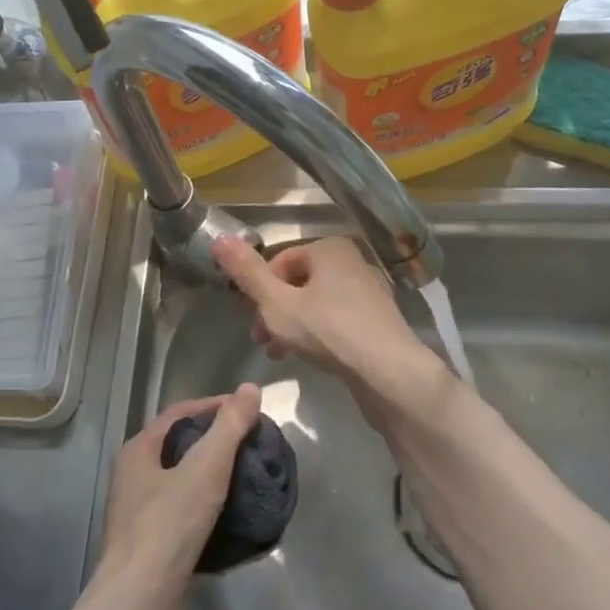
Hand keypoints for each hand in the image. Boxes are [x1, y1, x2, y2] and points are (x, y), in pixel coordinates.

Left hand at [97, 384, 263, 602]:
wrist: (141, 609)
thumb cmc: (169, 526)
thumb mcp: (205, 467)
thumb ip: (229, 426)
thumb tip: (251, 388)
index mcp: (138, 454)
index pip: (178, 415)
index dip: (213, 406)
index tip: (248, 411)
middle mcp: (134, 484)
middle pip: (181, 452)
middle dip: (218, 447)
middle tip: (254, 447)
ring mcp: (143, 524)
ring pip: (186, 492)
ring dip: (218, 486)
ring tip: (252, 484)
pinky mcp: (156, 561)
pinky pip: (191, 530)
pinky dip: (215, 523)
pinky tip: (241, 529)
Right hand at [211, 236, 449, 419]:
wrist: (390, 371)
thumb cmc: (328, 331)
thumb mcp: (277, 304)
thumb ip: (247, 273)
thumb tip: (219, 237)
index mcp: (330, 248)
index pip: (280, 261)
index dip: (258, 290)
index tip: (246, 319)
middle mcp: (353, 261)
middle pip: (299, 282)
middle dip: (274, 310)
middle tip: (260, 341)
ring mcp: (369, 290)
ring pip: (317, 302)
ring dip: (292, 324)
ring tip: (279, 353)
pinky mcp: (379, 319)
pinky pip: (338, 318)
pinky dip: (318, 332)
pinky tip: (310, 357)